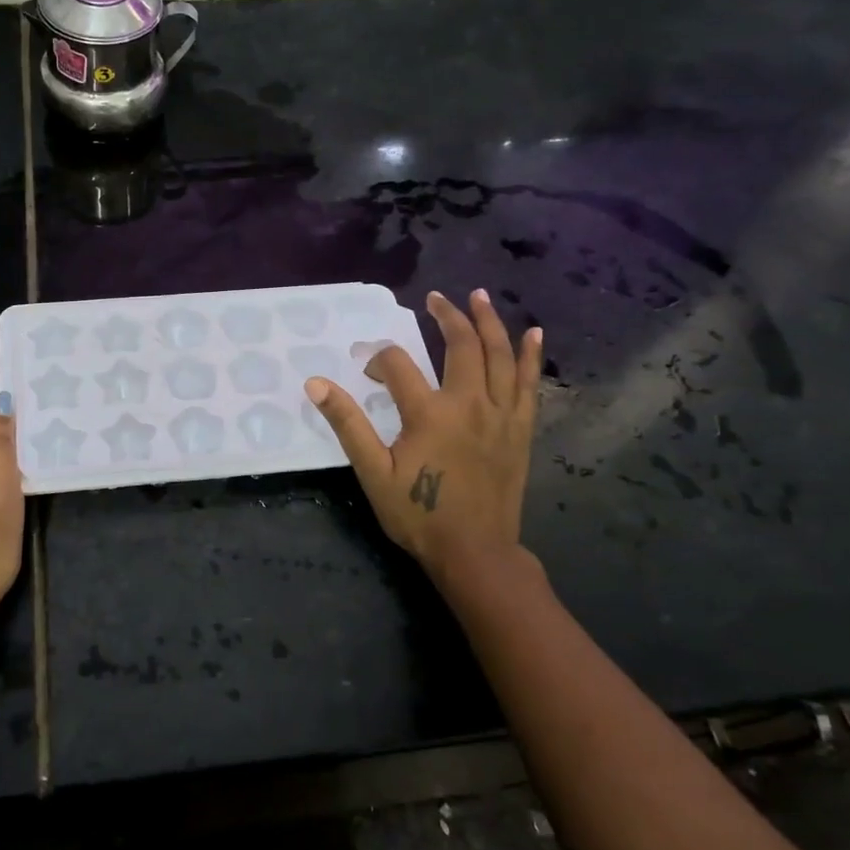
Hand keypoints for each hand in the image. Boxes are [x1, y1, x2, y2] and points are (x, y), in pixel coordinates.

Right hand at [305, 290, 541, 586]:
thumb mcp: (372, 472)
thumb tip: (316, 383)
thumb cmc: (419, 513)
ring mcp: (500, 415)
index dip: (378, 360)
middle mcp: (469, 403)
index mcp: (429, 413)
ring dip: (490, 322)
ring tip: (480, 296)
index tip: (368, 372)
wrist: (475, 552)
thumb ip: (347, 424)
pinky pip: (529, 384)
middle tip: (435, 297)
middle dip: (447, 316)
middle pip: (461, 345)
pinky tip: (533, 334)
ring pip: (499, 356)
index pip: (398, 365)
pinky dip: (531, 356)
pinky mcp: (520, 429)